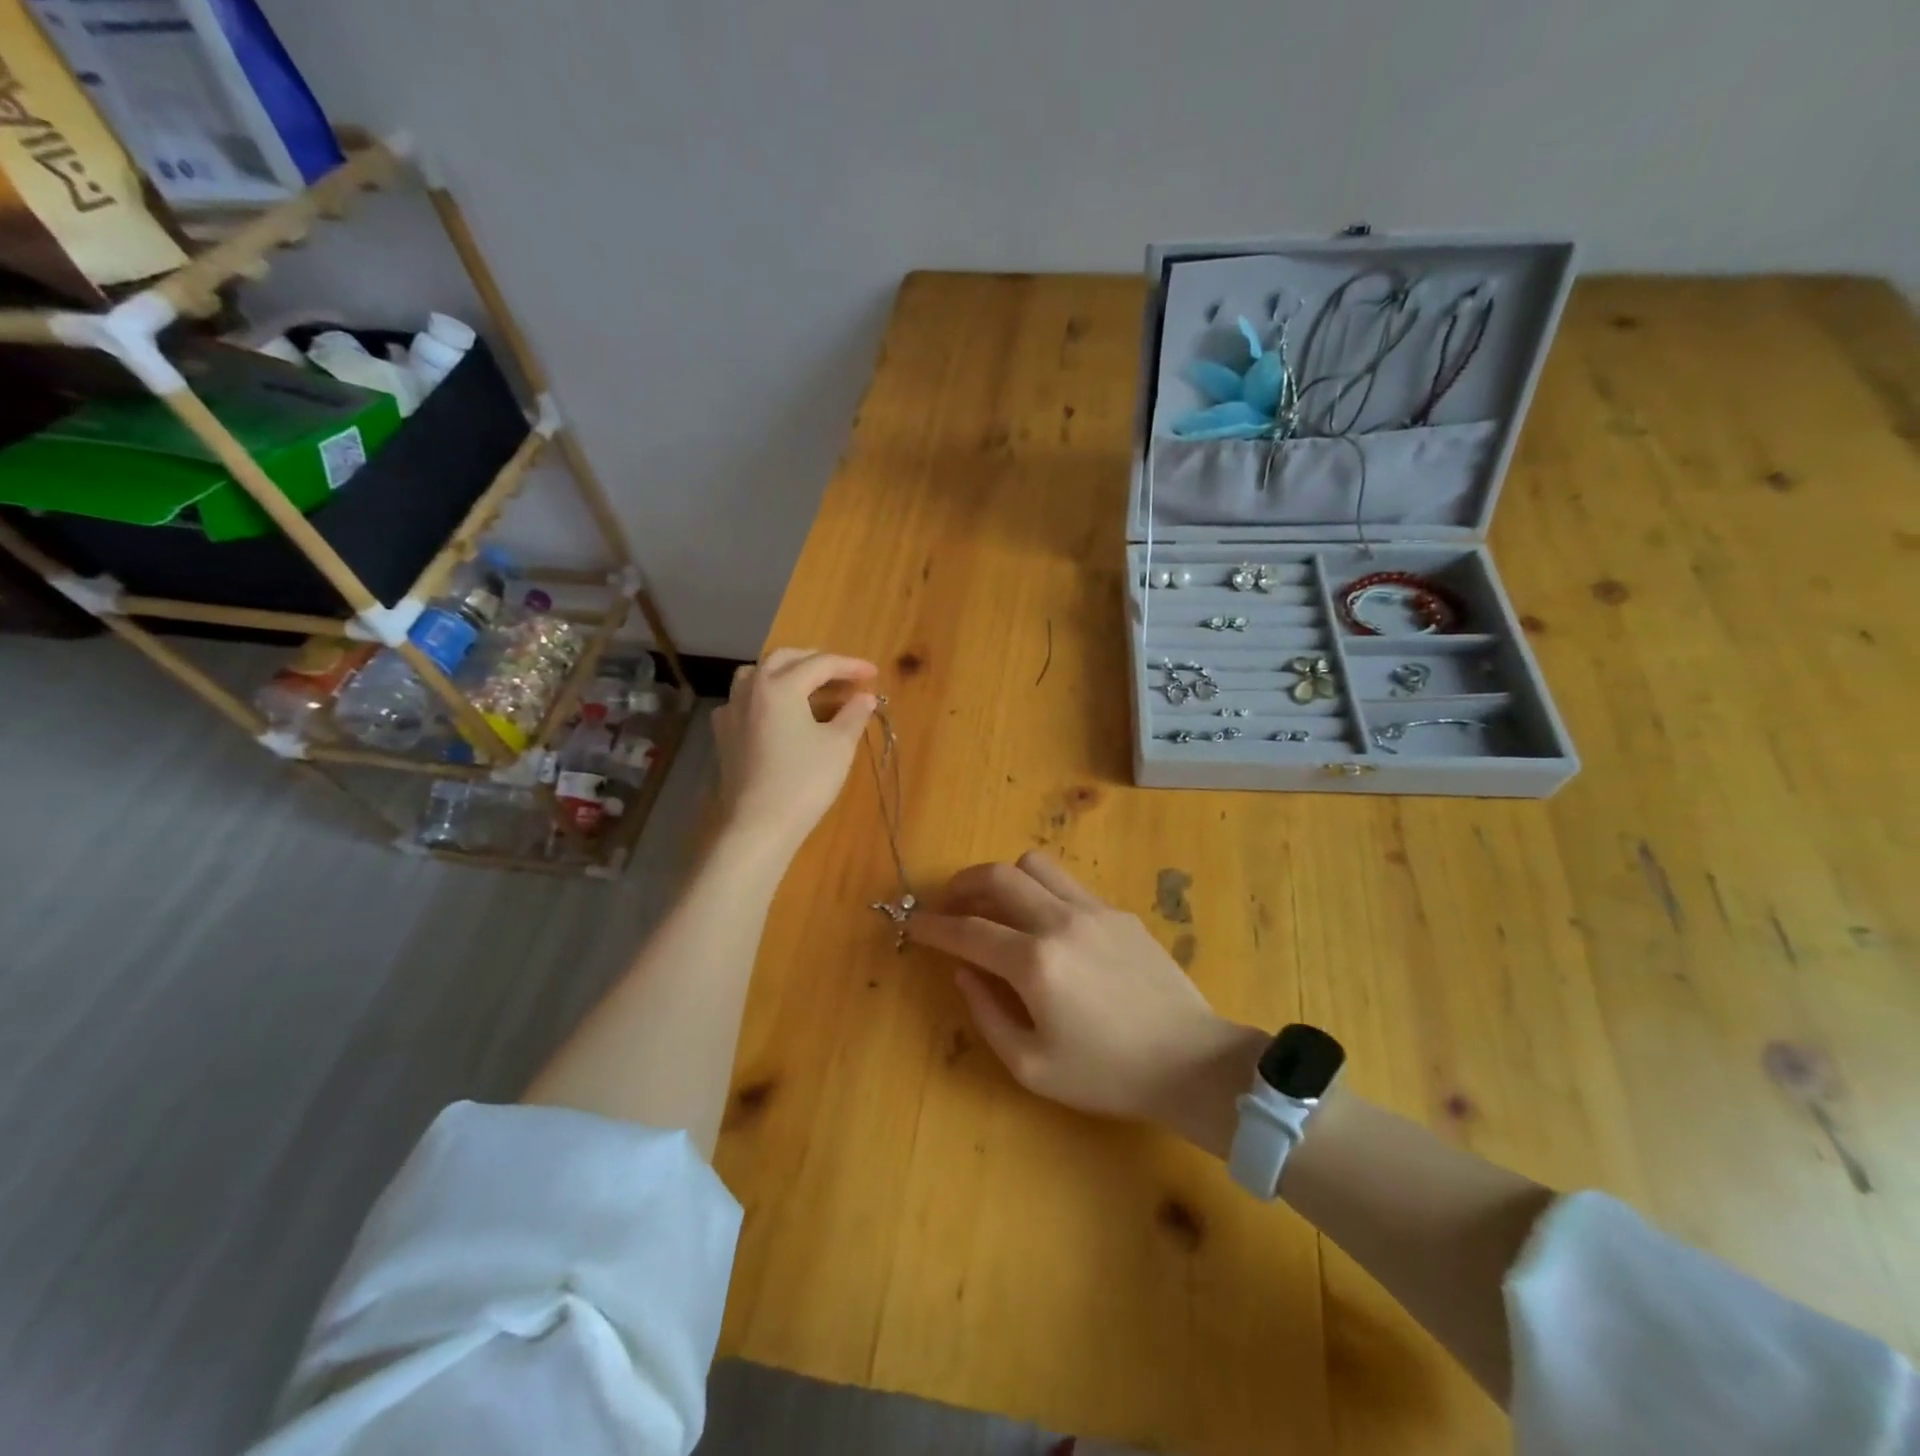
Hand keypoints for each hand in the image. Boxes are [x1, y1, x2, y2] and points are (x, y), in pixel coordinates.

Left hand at [713, 648, 877, 854]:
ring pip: (758, 674)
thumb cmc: (804, 782)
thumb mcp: (838, 746)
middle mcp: (752, 688)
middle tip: (843, 675)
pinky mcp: (724, 734)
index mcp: (781, 686)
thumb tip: (865, 698)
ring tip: (809, 687)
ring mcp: (732, 710)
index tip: (873, 674)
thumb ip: (853, 715)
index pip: (821, 664)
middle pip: (785, 659)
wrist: (758, 825)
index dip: (850, 666)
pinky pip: (745, 700)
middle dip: (816, 661)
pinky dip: (766, 696)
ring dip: (786, 672)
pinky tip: (778, 713)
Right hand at [906, 852, 1266, 1155]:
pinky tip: (1045, 925)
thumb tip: (964, 971)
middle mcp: (1060, 921)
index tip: (913, 923)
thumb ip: (986, 1014)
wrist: (1190, 1062)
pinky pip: (1067, 884)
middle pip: (996, 876)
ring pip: (1034, 865)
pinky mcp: (1118, 912)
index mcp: (1034, 963)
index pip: (968, 930)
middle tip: (948, 906)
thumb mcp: (1032, 1066)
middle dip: (960, 885)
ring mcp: (1093, 909)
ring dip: (1003, 879)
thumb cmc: (1107, 1074)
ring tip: (995, 905)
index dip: (933, 926)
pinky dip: (1041, 892)